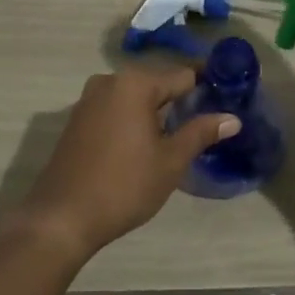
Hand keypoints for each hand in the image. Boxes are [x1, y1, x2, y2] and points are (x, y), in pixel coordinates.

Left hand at [19, 67, 237, 257]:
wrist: (62, 218)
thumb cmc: (124, 186)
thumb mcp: (170, 161)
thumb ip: (201, 133)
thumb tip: (232, 118)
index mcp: (135, 84)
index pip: (183, 76)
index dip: (206, 88)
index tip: (225, 102)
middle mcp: (109, 82)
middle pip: (157, 84)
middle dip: (180, 102)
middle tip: (204, 126)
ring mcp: (88, 100)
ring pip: (135, 98)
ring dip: (155, 113)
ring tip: (178, 138)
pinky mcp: (76, 120)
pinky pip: (115, 110)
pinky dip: (133, 120)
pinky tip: (144, 146)